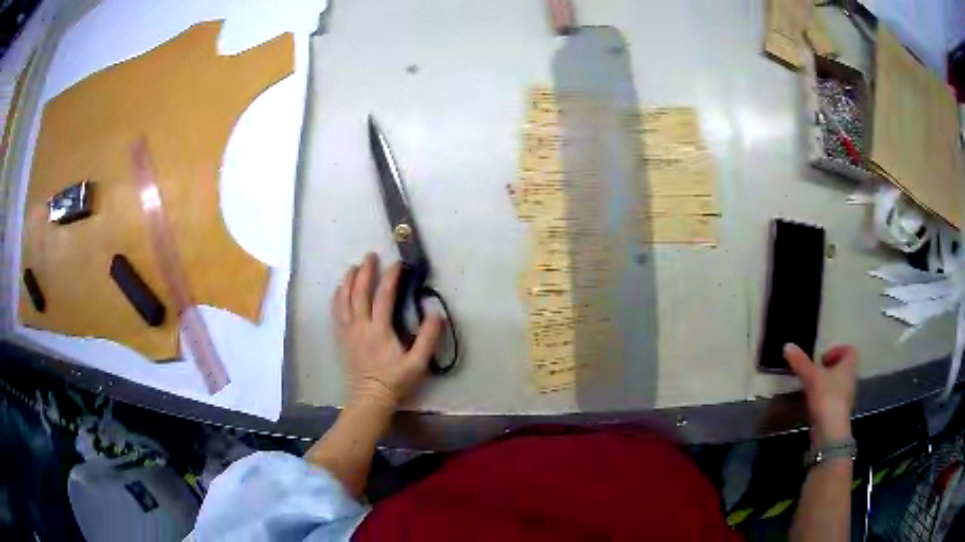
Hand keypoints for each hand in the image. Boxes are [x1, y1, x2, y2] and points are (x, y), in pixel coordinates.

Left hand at [333, 253, 442, 410]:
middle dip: (365, 272)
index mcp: (379, 330)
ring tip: (354, 267)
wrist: (370, 398)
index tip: (397, 264)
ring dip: (348, 281)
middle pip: (359, 292)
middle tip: (370, 256)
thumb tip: (435, 313)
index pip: (384, 296)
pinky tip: (340, 290)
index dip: (391, 278)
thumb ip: (428, 338)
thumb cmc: (395, 381)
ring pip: (344, 299)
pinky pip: (336, 312)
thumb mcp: (418, 363)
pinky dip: (337, 297)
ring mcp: (348, 331)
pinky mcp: (342, 338)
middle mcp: (360, 326)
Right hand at [784, 344, 857, 445]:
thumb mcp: (811, 376)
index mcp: (849, 366)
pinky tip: (812, 404)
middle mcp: (850, 379)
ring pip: (837, 384)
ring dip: (825, 384)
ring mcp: (845, 397)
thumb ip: (800, 362)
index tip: (822, 359)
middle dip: (828, 369)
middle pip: (842, 368)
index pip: (849, 350)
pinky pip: (832, 399)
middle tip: (814, 373)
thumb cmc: (827, 397)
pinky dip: (823, 398)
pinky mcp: (838, 412)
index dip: (837, 351)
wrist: (830, 431)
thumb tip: (787, 345)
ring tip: (811, 388)